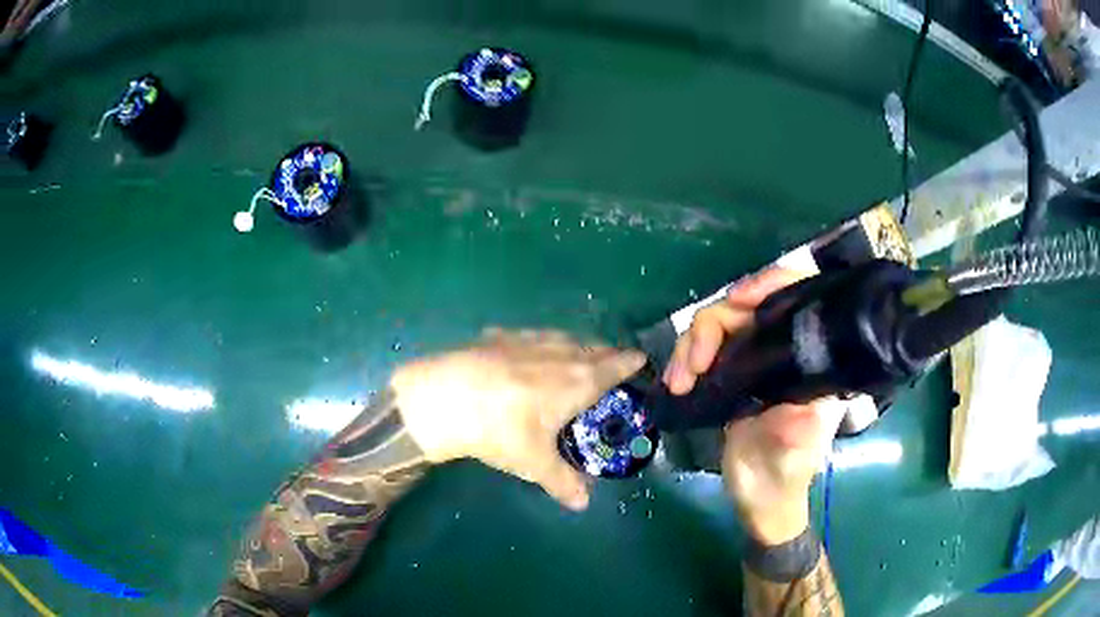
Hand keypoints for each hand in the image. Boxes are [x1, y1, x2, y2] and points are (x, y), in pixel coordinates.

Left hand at [391, 329, 645, 510]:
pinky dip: (540, 345)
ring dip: (576, 347)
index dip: (632, 363)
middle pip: (594, 346)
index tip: (642, 362)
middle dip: (606, 355)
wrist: (444, 398)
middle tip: (610, 369)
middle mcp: (560, 351)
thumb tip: (582, 505)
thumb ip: (562, 482)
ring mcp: (528, 339)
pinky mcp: (499, 335)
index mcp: (579, 379)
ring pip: (564, 337)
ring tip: (574, 360)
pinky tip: (527, 357)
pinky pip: (532, 337)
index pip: (617, 364)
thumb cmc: (501, 430)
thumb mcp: (534, 463)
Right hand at [662, 269, 842, 543]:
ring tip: (679, 381)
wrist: (761, 500)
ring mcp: (754, 362)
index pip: (798, 297)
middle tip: (693, 364)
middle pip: (746, 308)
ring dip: (691, 346)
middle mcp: (784, 351)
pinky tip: (675, 383)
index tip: (740, 299)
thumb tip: (794, 394)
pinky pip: (702, 350)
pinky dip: (683, 360)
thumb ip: (798, 425)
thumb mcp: (796, 452)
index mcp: (812, 360)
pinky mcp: (729, 376)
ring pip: (718, 326)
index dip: (771, 284)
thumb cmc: (786, 475)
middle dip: (713, 326)